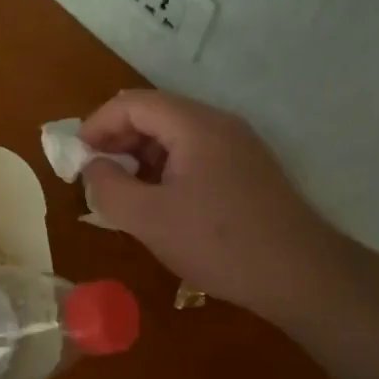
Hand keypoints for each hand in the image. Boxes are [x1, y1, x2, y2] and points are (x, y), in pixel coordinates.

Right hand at [79, 90, 332, 324]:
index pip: (132, 103)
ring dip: (141, 157)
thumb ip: (108, 187)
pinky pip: (195, 155)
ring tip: (123, 193)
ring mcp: (238, 146)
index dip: (97, 125)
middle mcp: (218, 124)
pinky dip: (166, 169)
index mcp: (194, 125)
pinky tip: (159, 203)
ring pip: (174, 136)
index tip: (76, 158)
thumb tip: (92, 167)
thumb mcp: (149, 219)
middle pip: (154, 114)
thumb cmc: (219, 243)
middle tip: (95, 176)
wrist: (302, 275)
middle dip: (117, 140)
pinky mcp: (247, 170)